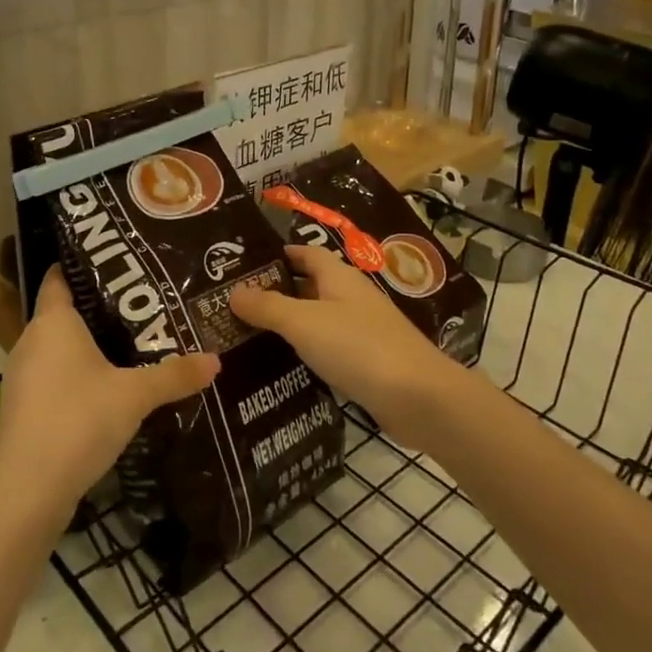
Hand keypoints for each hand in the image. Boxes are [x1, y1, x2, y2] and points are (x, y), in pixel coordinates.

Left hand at [0, 267, 219, 514]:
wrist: (27, 493)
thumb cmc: (78, 421)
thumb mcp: (135, 396)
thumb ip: (175, 375)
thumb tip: (216, 359)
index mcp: (53, 322)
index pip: (60, 276)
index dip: (86, 264)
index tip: (121, 260)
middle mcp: (32, 340)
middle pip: (65, 311)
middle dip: (102, 307)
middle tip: (144, 302)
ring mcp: (23, 375)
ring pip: (60, 346)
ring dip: (91, 344)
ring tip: (135, 341)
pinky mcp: (24, 406)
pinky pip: (55, 374)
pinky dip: (79, 373)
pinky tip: (110, 385)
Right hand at [230, 245, 461, 449]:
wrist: (418, 398)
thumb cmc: (358, 347)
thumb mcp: (304, 322)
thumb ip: (268, 306)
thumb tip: (233, 291)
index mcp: (339, 277)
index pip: (305, 254)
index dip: (277, 255)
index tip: (242, 265)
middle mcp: (350, 297)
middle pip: (309, 286)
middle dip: (275, 293)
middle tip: (232, 305)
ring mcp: (361, 331)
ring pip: (316, 320)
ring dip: (288, 326)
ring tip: (245, 337)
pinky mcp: (366, 363)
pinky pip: (327, 350)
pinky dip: (305, 353)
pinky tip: (280, 368)